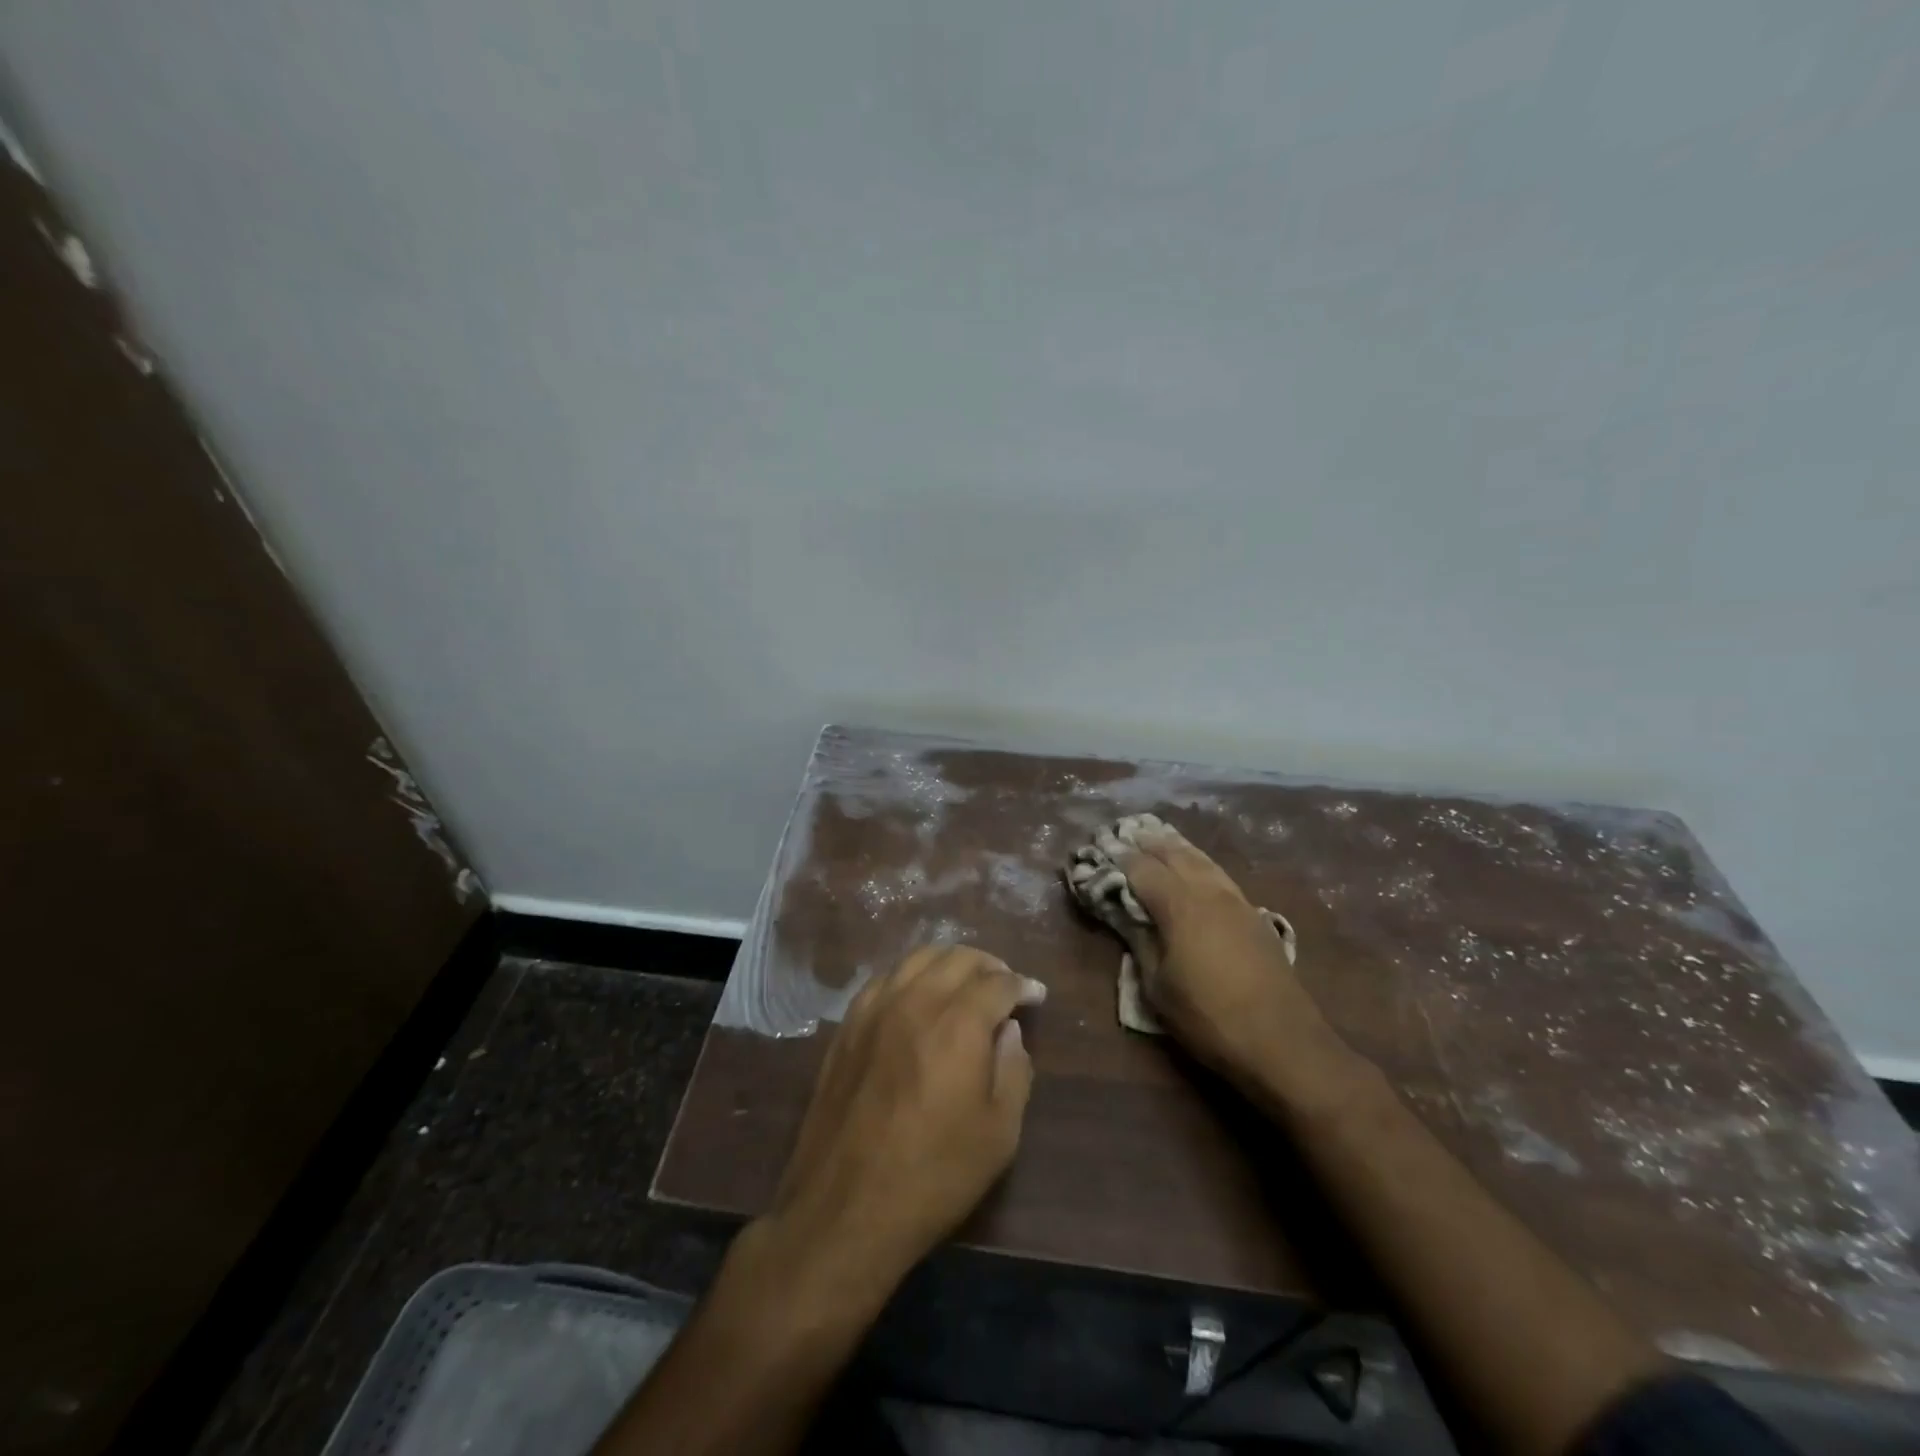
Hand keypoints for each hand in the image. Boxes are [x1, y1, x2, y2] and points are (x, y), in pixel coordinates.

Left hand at [764, 945, 1044, 1298]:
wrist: (845, 1207)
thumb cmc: (934, 1175)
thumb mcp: (998, 1133)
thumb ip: (1013, 1070)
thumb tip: (1009, 1030)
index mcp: (958, 1023)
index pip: (997, 983)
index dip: (1022, 984)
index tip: (1036, 994)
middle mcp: (915, 1001)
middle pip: (957, 958)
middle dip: (989, 965)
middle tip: (1005, 985)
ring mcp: (874, 1009)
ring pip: (917, 958)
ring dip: (949, 962)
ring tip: (965, 982)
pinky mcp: (847, 1025)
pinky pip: (885, 978)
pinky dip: (911, 975)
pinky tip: (918, 995)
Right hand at [1117, 822, 1335, 1084]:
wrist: (1283, 1042)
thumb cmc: (1209, 1018)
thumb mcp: (1158, 987)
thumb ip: (1139, 942)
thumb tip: (1124, 914)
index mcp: (1179, 905)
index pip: (1140, 868)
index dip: (1117, 856)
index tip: (1097, 846)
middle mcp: (1208, 891)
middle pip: (1172, 853)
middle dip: (1145, 841)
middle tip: (1122, 833)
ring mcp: (1235, 900)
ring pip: (1200, 858)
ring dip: (1174, 845)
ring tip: (1155, 836)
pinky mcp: (1253, 914)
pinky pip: (1217, 873)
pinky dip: (1197, 860)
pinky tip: (1193, 865)